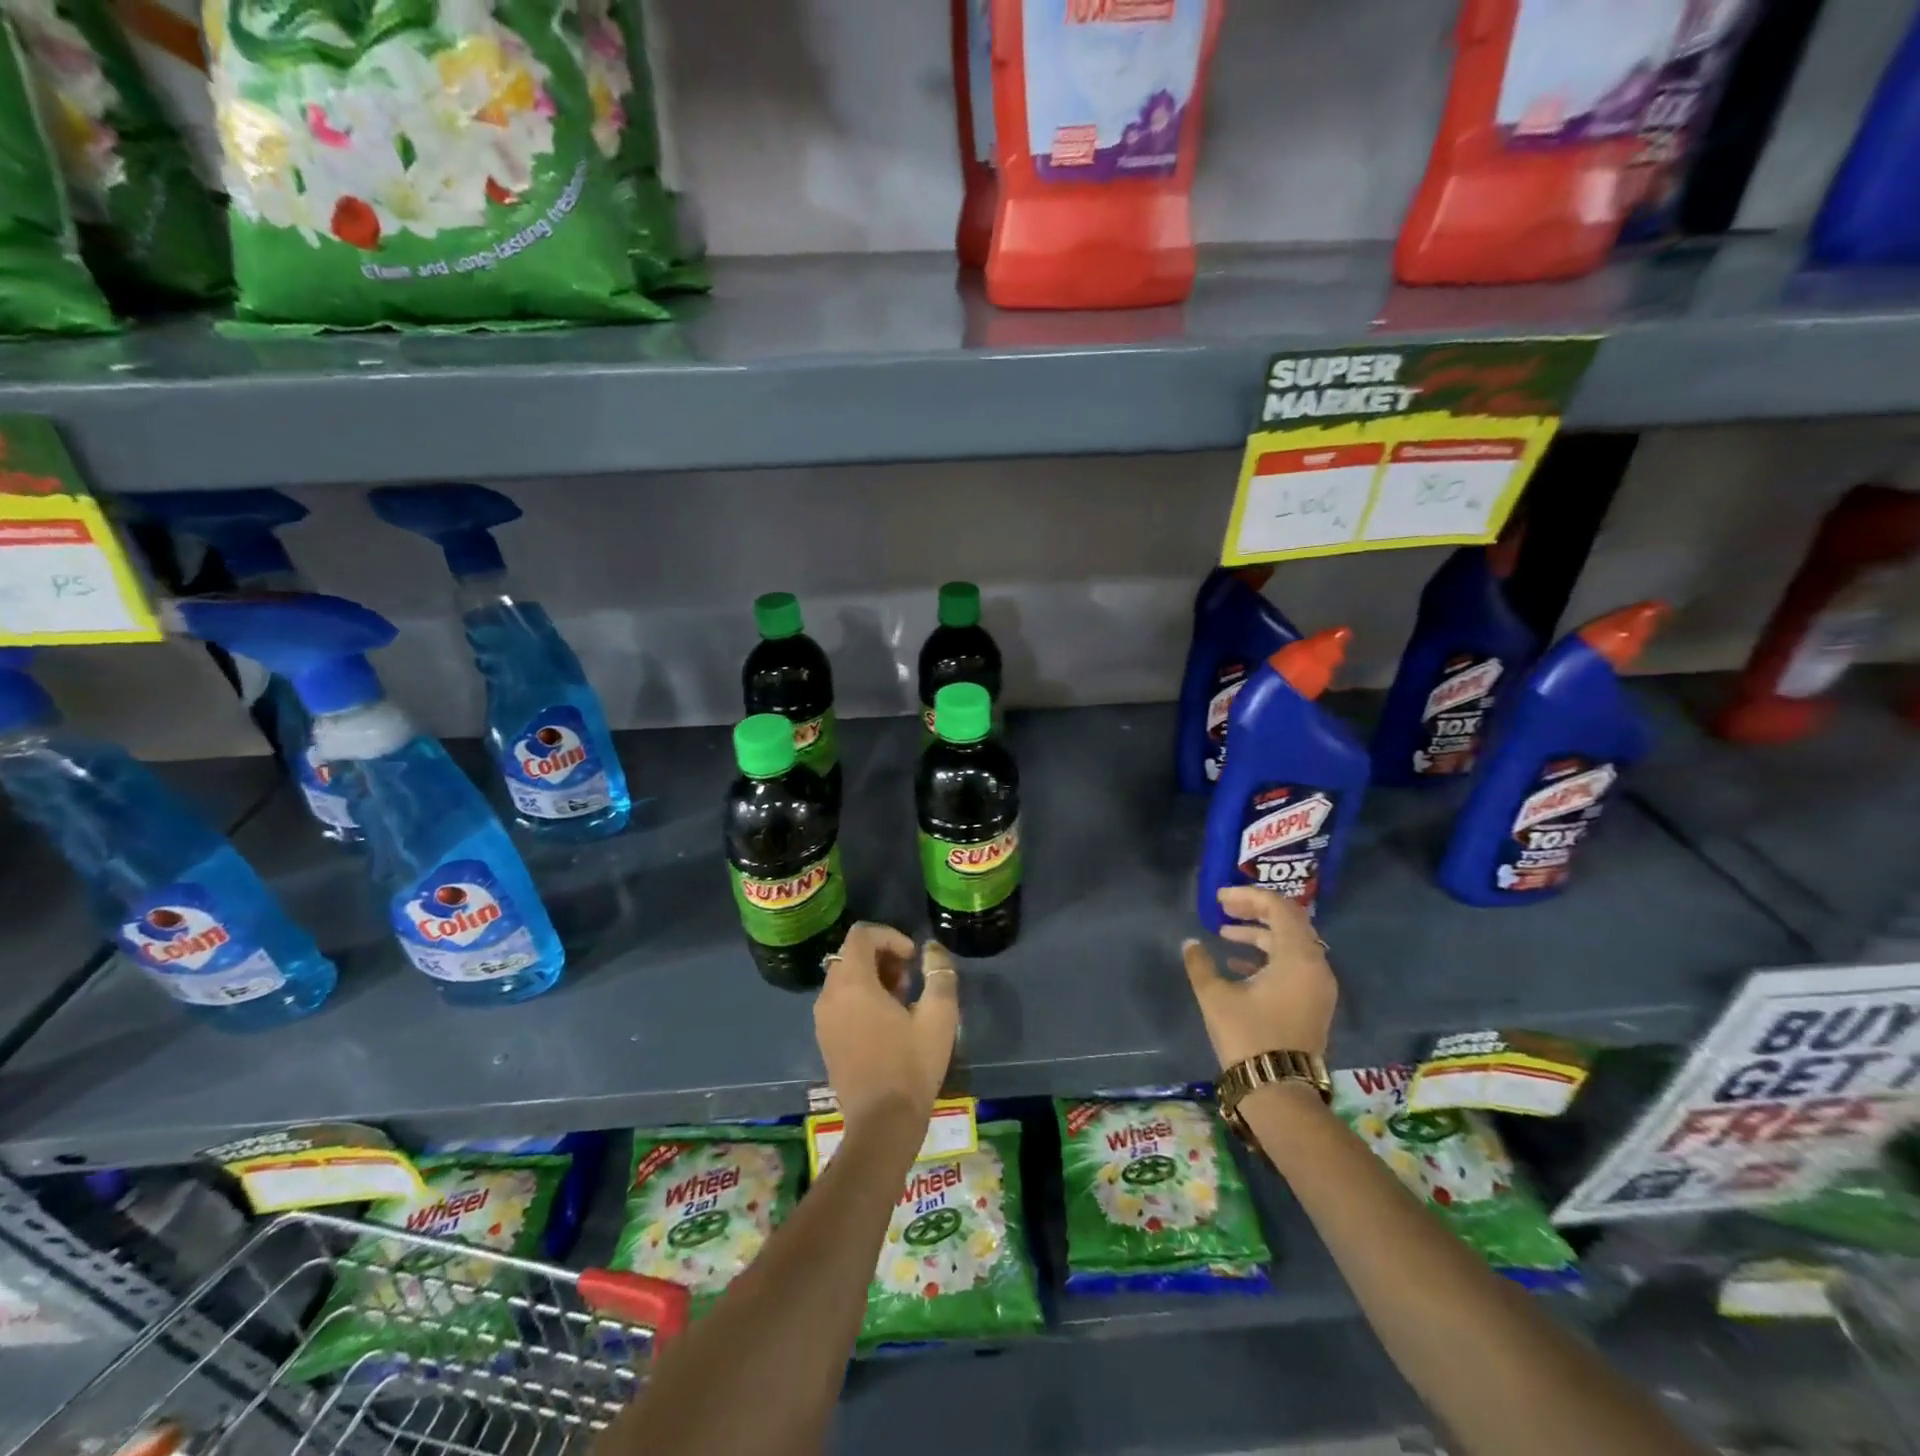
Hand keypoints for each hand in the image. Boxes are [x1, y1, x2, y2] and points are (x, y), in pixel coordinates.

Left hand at [814, 923, 959, 1142]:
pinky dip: (861, 997)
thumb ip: (939, 973)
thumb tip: (932, 950)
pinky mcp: (824, 1038)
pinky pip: (840, 1000)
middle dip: (883, 957)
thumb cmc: (911, 1065)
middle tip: (910, 979)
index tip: (913, 958)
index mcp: (852, 984)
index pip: (862, 935)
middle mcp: (829, 995)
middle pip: (852, 954)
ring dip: (873, 977)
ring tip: (902, 1000)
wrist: (882, 1124)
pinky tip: (886, 1022)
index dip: (891, 936)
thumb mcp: (938, 1016)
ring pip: (845, 977)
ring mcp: (823, 1019)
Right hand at [1183, 887, 1336, 1067]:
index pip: (1279, 908)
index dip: (1248, 896)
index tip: (1219, 898)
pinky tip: (1238, 963)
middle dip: (1255, 910)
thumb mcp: (1216, 996)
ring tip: (1226, 932)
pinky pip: (1294, 964)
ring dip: (1259, 933)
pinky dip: (1268, 955)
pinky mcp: (1314, 1003)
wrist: (1279, 1092)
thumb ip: (1201, 963)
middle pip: (1289, 922)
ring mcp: (1318, 986)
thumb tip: (1190, 943)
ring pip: (1291, 944)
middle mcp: (1316, 966)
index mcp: (1298, 957)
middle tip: (1224, 908)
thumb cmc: (1248, 1036)